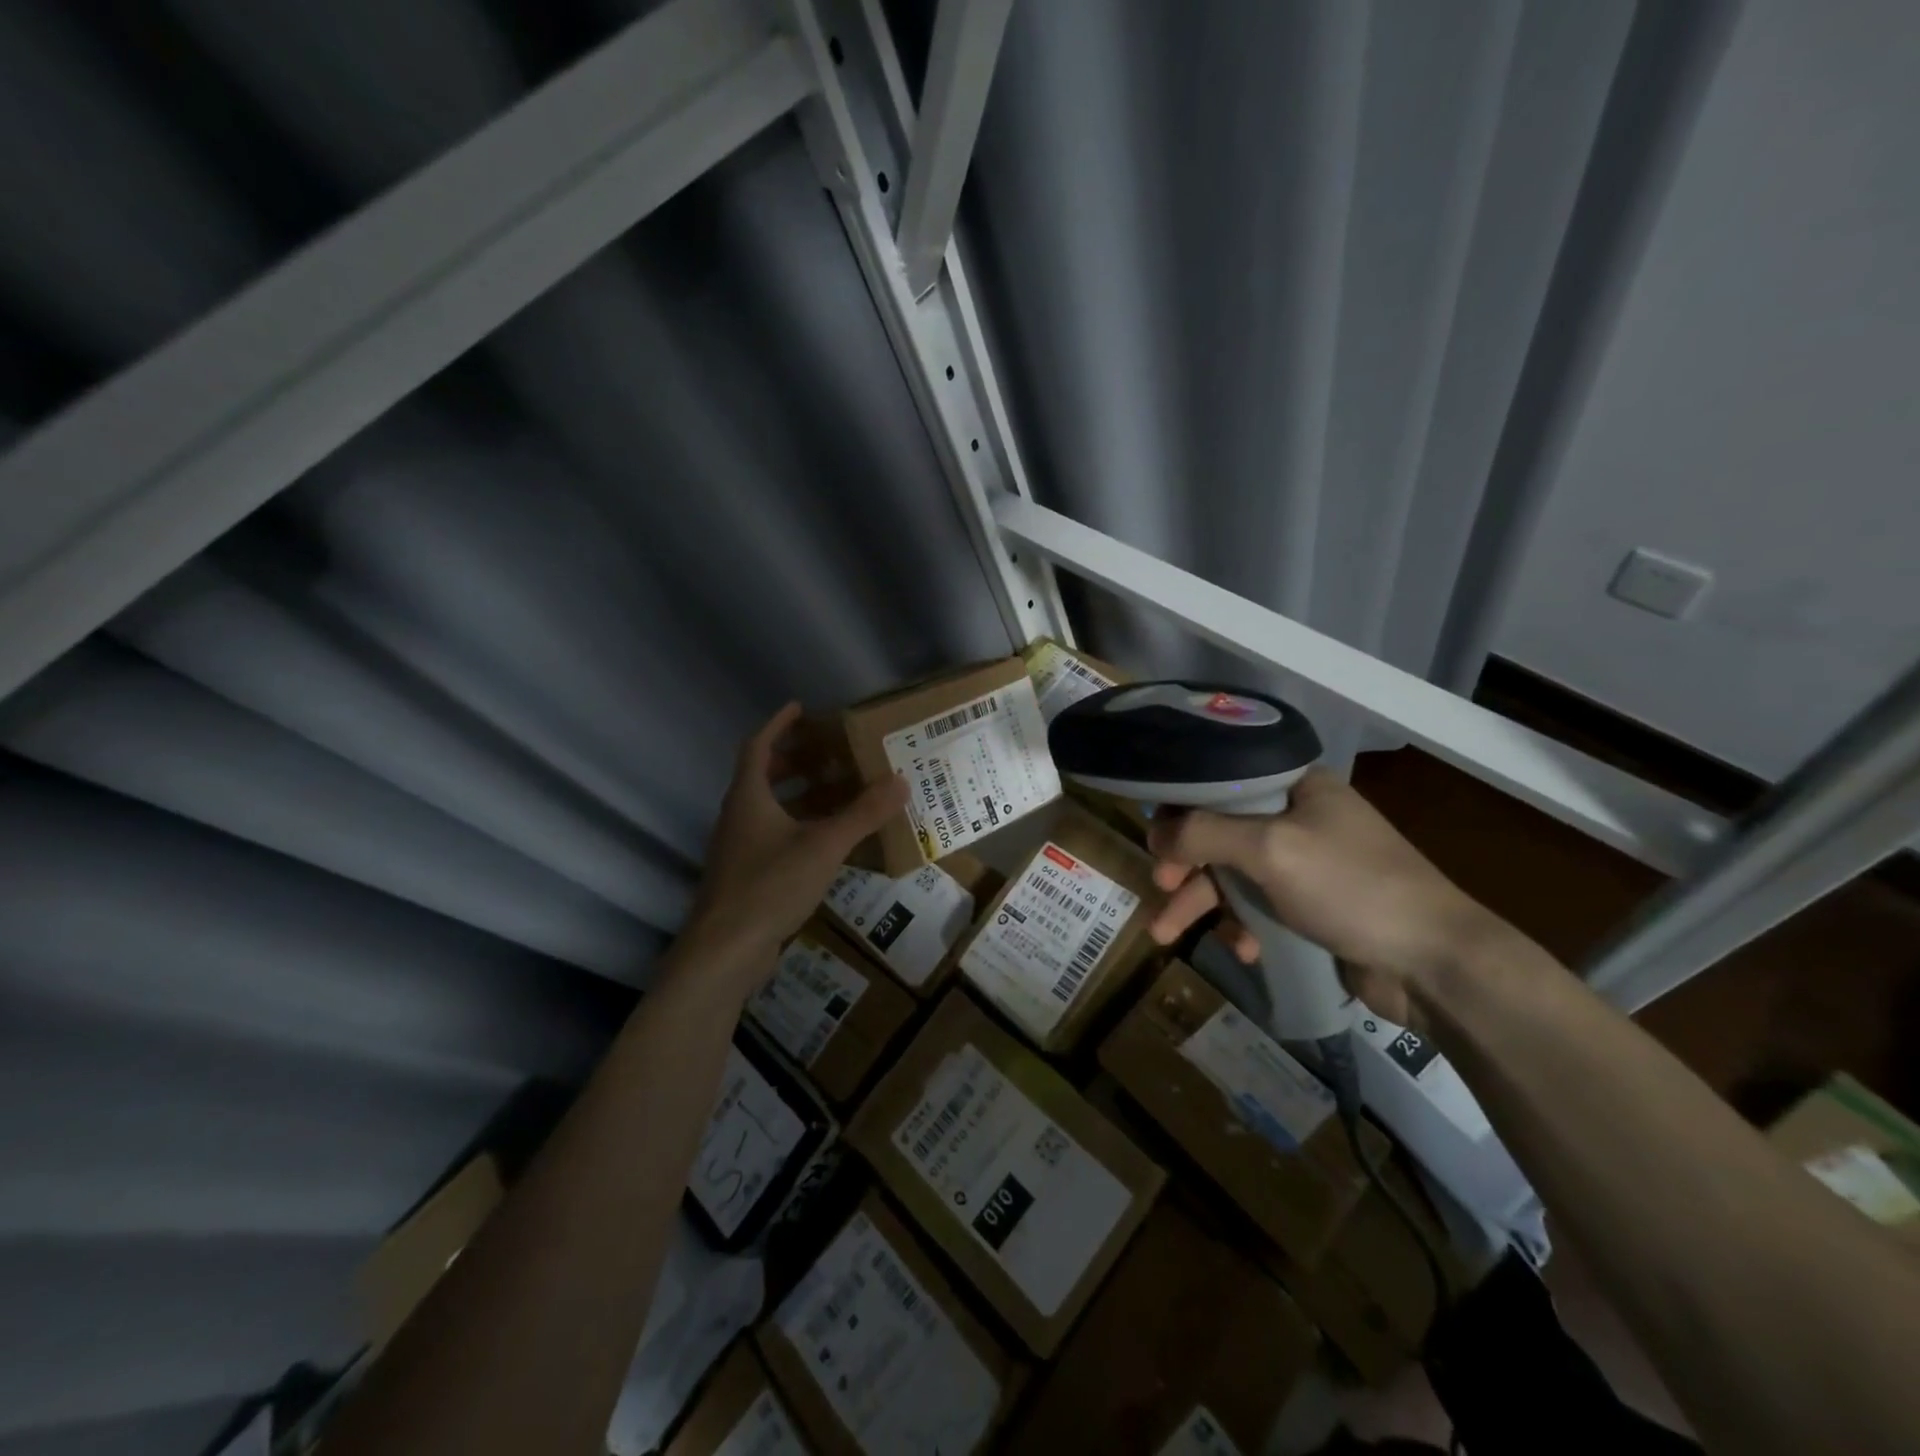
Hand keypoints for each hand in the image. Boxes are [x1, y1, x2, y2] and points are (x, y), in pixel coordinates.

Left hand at [683, 703, 907, 985]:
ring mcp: (739, 848)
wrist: (724, 950)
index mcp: (749, 796)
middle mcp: (739, 816)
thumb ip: (862, 814)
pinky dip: (800, 827)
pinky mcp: (746, 875)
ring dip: (800, 795)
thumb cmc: (769, 885)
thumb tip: (900, 780)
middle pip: (763, 775)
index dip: (778, 724)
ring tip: (838, 792)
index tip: (800, 707)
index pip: (758, 745)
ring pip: (770, 808)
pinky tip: (829, 841)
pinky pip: (775, 836)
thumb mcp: (823, 845)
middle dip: (795, 760)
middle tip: (830, 752)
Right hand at [1146, 770, 1503, 1025]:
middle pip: (1221, 832)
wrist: (1435, 964)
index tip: (1155, 836)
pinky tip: (1243, 950)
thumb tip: (1155, 833)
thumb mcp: (1271, 849)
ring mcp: (1306, 865)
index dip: (1182, 806)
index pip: (1221, 781)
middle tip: (1161, 886)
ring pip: (1234, 875)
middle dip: (1186, 864)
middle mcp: (1299, 818)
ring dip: (1202, 903)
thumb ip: (1204, 834)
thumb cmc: (1351, 888)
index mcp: (1296, 787)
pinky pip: (1258, 908)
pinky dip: (1242, 927)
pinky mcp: (1311, 908)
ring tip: (1165, 933)